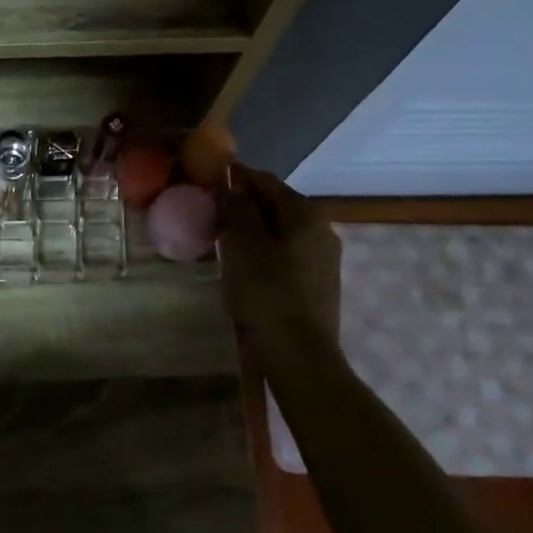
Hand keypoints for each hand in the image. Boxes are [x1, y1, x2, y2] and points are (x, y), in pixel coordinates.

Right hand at [217, 164, 342, 354]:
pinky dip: (265, 250)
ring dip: (254, 229)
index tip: (208, 182)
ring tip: (223, 239)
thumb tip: (234, 185)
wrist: (299, 355)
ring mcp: (324, 257)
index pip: (266, 181)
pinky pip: (287, 253)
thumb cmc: (267, 294)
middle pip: (277, 205)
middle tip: (211, 213)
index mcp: (305, 214)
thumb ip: (238, 210)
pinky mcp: (319, 282)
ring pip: (282, 230)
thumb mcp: (243, 246)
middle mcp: (322, 229)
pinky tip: (246, 265)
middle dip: (245, 205)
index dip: (236, 178)